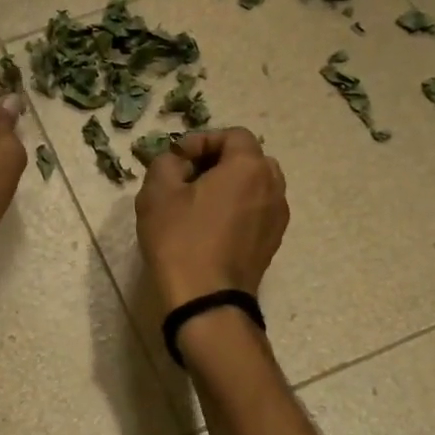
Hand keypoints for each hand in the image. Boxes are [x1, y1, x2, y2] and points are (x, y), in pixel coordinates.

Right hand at [136, 128, 287, 309]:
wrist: (206, 299)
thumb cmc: (181, 239)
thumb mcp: (158, 192)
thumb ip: (166, 162)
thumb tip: (177, 161)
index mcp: (249, 167)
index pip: (233, 135)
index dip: (202, 140)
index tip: (177, 159)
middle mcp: (273, 187)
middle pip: (249, 159)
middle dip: (218, 162)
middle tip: (188, 178)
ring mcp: (277, 217)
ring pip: (255, 187)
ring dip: (229, 187)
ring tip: (198, 204)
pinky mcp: (272, 243)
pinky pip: (256, 212)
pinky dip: (237, 210)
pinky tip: (210, 228)